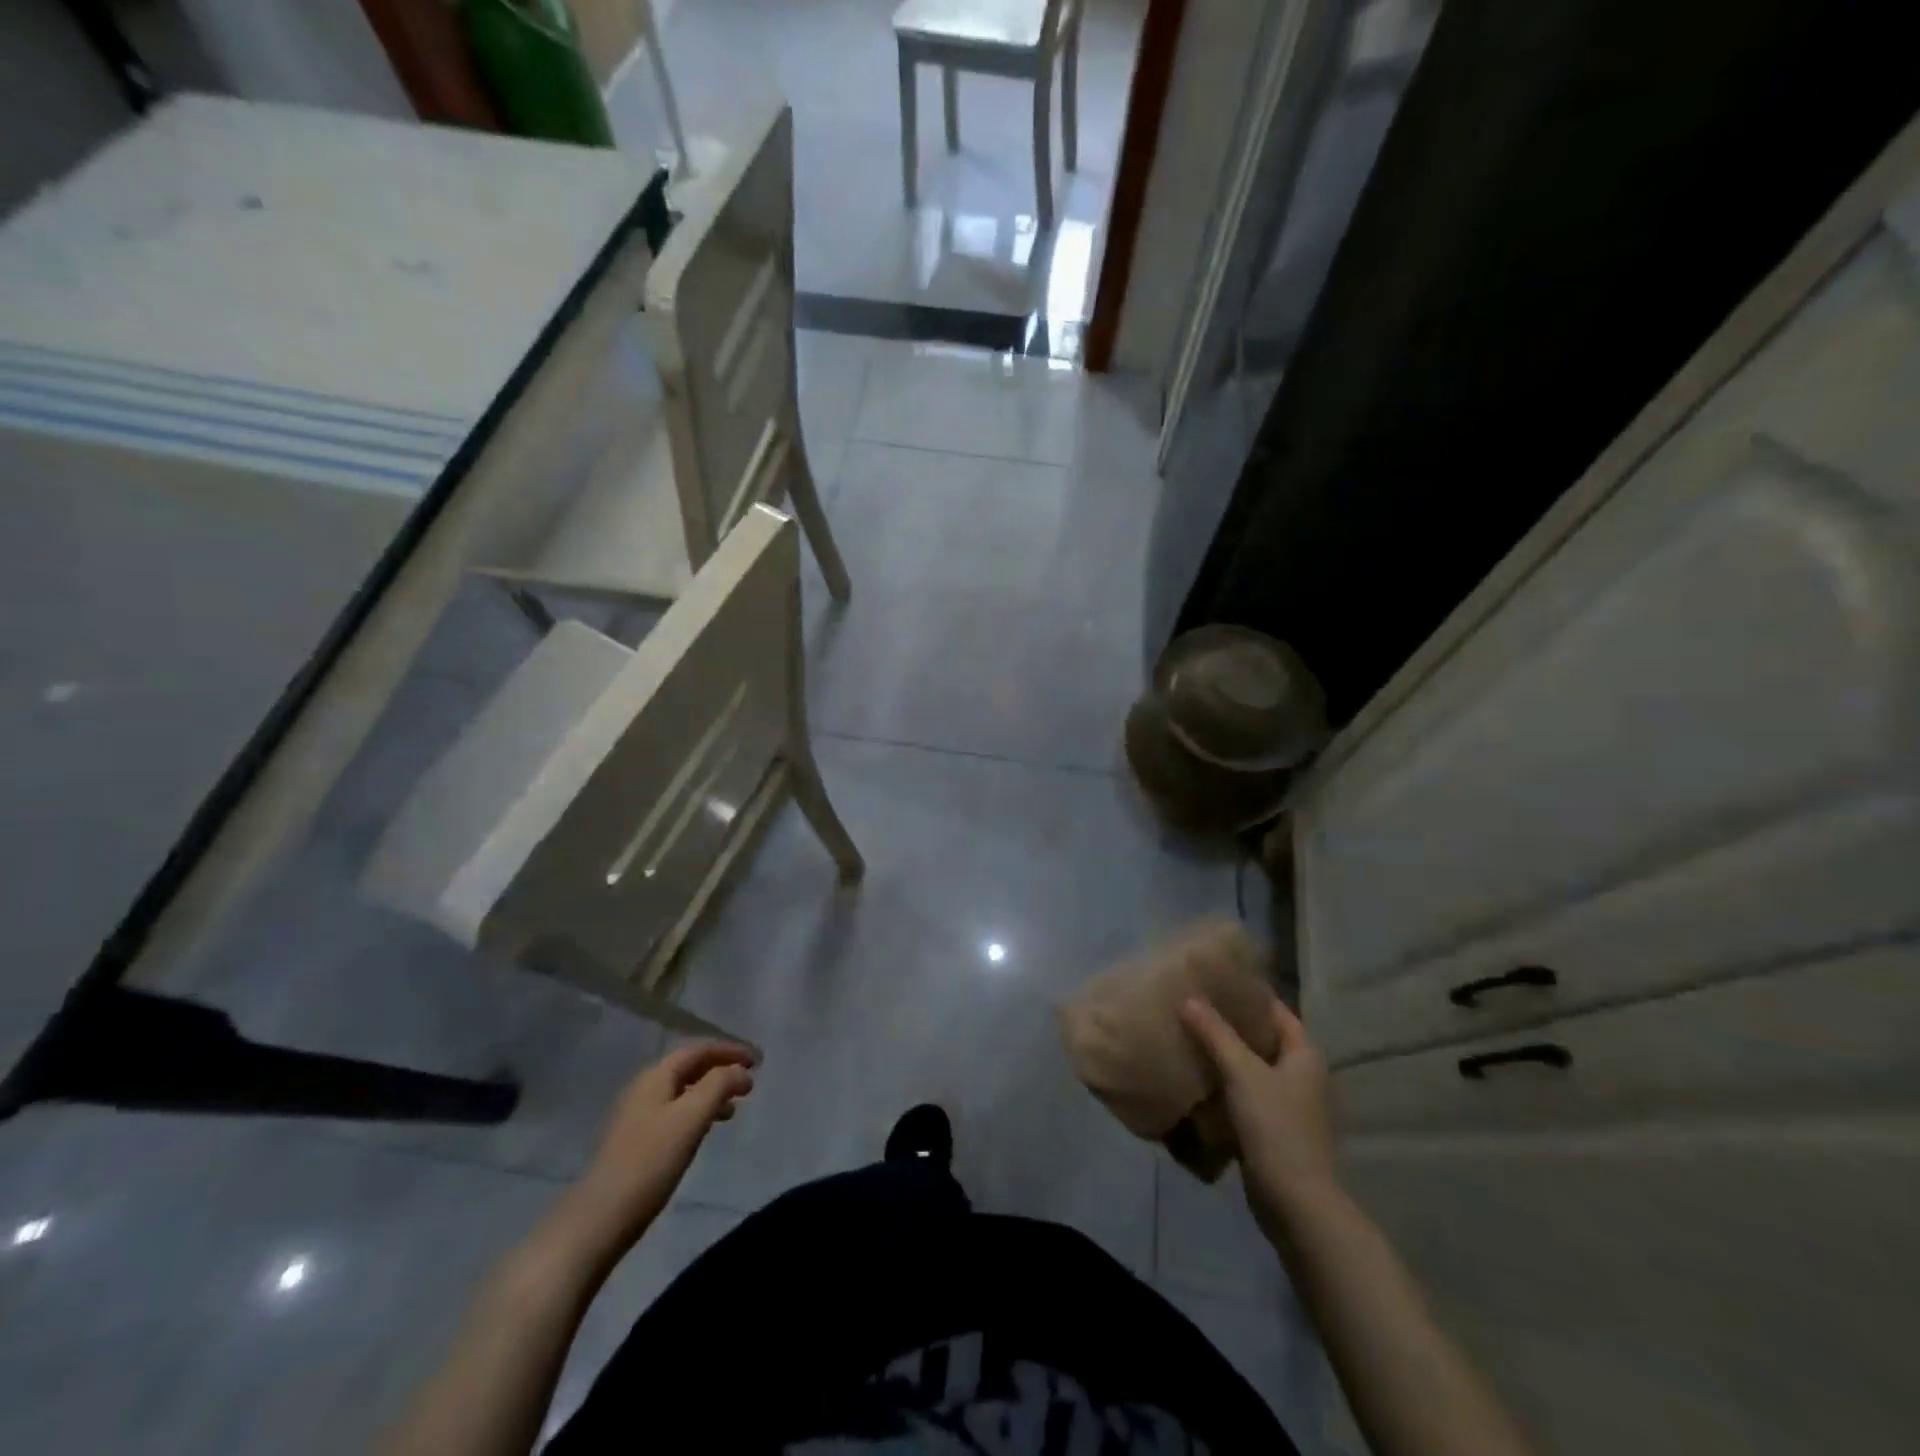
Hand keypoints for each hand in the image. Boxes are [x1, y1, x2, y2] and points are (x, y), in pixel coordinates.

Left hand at [571, 1040, 756, 1250]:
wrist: (599, 1217)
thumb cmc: (650, 1161)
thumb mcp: (692, 1117)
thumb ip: (719, 1085)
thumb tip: (741, 1071)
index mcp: (656, 1076)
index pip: (698, 1050)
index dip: (729, 1050)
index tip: (756, 1061)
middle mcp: (644, 1088)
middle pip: (688, 1068)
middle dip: (720, 1070)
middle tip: (748, 1083)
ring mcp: (637, 1116)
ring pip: (682, 1092)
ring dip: (710, 1093)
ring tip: (733, 1109)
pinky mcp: (635, 1142)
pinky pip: (674, 1113)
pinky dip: (697, 1112)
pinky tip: (705, 1131)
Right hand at [1181, 994, 1335, 1241]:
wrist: (1295, 1203)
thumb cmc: (1276, 1127)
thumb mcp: (1242, 1072)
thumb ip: (1215, 1033)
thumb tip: (1188, 998)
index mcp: (1304, 1055)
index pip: (1277, 1011)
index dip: (1250, 994)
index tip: (1216, 980)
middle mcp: (1302, 1077)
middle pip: (1264, 1040)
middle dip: (1232, 1025)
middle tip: (1194, 1007)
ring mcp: (1290, 1107)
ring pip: (1253, 1070)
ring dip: (1226, 1057)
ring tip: (1189, 1038)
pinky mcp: (1274, 1132)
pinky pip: (1246, 1098)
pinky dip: (1225, 1088)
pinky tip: (1197, 1082)